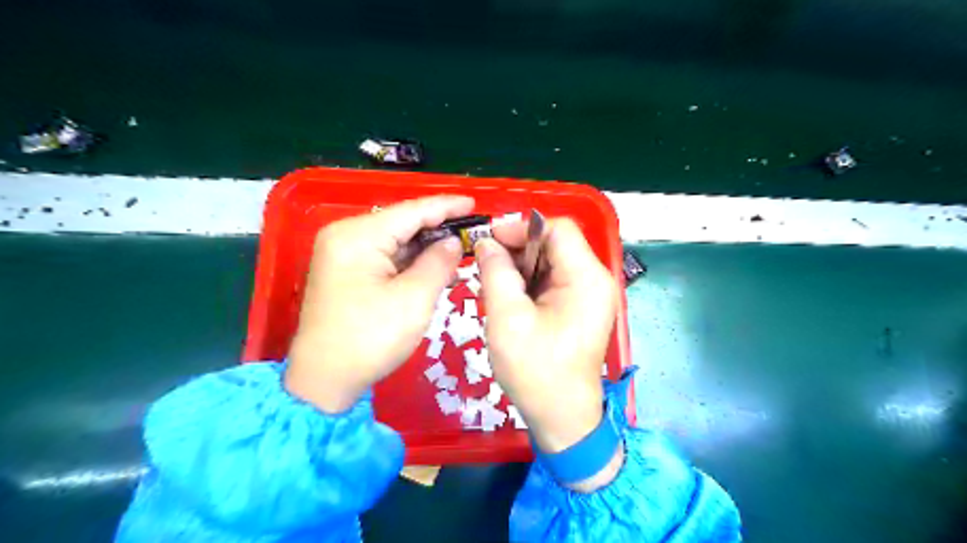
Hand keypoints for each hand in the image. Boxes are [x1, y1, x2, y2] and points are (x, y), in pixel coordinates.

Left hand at [284, 198, 471, 413]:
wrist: (325, 381)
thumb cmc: (371, 338)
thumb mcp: (414, 299)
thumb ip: (439, 262)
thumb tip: (453, 242)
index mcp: (358, 235)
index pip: (411, 211)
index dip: (446, 206)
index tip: (475, 203)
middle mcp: (346, 236)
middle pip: (402, 223)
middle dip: (438, 227)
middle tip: (473, 230)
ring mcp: (343, 254)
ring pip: (395, 241)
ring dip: (427, 247)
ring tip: (461, 249)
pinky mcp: (346, 273)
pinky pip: (386, 258)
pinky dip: (411, 262)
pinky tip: (436, 267)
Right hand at [476, 219, 619, 456]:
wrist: (561, 417)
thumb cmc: (535, 370)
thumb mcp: (507, 318)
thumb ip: (495, 272)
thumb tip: (486, 243)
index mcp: (586, 278)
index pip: (558, 229)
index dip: (521, 228)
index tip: (489, 242)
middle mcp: (594, 280)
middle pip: (556, 243)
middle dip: (518, 247)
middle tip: (485, 262)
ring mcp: (590, 294)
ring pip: (551, 260)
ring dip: (520, 265)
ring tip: (492, 280)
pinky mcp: (580, 307)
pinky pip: (553, 280)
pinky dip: (529, 281)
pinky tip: (508, 295)